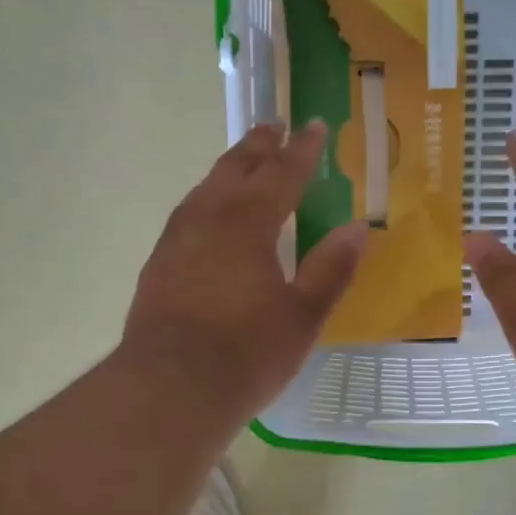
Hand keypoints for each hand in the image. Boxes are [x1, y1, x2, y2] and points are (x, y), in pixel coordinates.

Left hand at [121, 121, 367, 425]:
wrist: (170, 388)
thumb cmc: (247, 353)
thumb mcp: (303, 316)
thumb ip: (330, 269)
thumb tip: (357, 228)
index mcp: (248, 223)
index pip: (281, 173)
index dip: (302, 150)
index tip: (315, 126)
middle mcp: (208, 219)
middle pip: (235, 169)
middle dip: (258, 146)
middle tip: (274, 127)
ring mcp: (176, 241)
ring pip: (205, 190)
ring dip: (228, 170)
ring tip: (242, 164)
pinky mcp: (157, 266)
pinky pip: (186, 216)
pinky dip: (205, 202)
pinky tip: (207, 217)